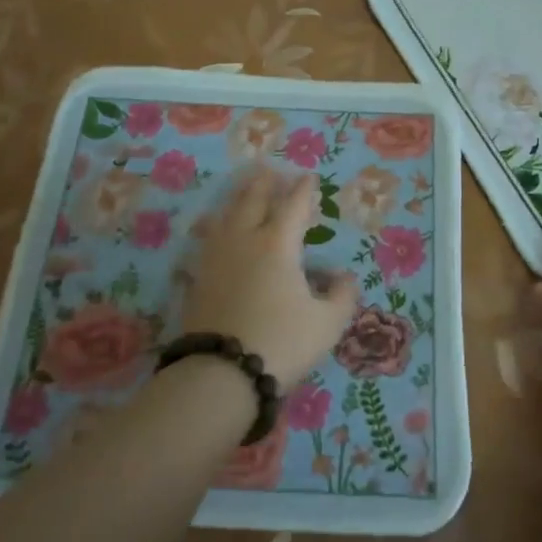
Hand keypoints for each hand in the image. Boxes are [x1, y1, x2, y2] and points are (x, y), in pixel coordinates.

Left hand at [180, 166, 360, 390]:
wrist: (222, 373)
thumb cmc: (282, 342)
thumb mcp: (327, 323)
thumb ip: (341, 296)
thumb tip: (343, 277)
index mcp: (278, 245)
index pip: (293, 207)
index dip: (303, 190)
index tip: (309, 177)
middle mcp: (244, 241)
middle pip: (252, 201)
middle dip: (264, 183)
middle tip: (269, 168)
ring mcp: (216, 259)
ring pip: (225, 217)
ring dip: (237, 199)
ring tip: (242, 190)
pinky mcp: (197, 279)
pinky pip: (206, 243)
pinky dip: (214, 230)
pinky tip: (213, 233)